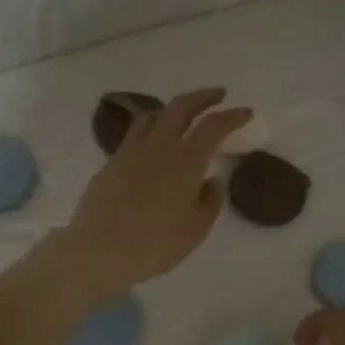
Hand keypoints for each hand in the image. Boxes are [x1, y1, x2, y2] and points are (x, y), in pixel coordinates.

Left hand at [60, 88, 252, 295]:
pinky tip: (152, 145)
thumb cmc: (156, 243)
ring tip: (181, 116)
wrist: (99, 249)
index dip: (232, 116)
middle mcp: (158, 146)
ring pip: (152, 115)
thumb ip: (209, 201)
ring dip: (172, 109)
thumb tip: (210, 181)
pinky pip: (134, 135)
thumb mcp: (196, 229)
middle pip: (181, 107)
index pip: (214, 126)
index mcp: (186, 160)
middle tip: (218, 95)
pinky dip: (150, 129)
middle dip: (202, 97)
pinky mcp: (110, 163)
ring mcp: (130, 152)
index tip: (245, 112)